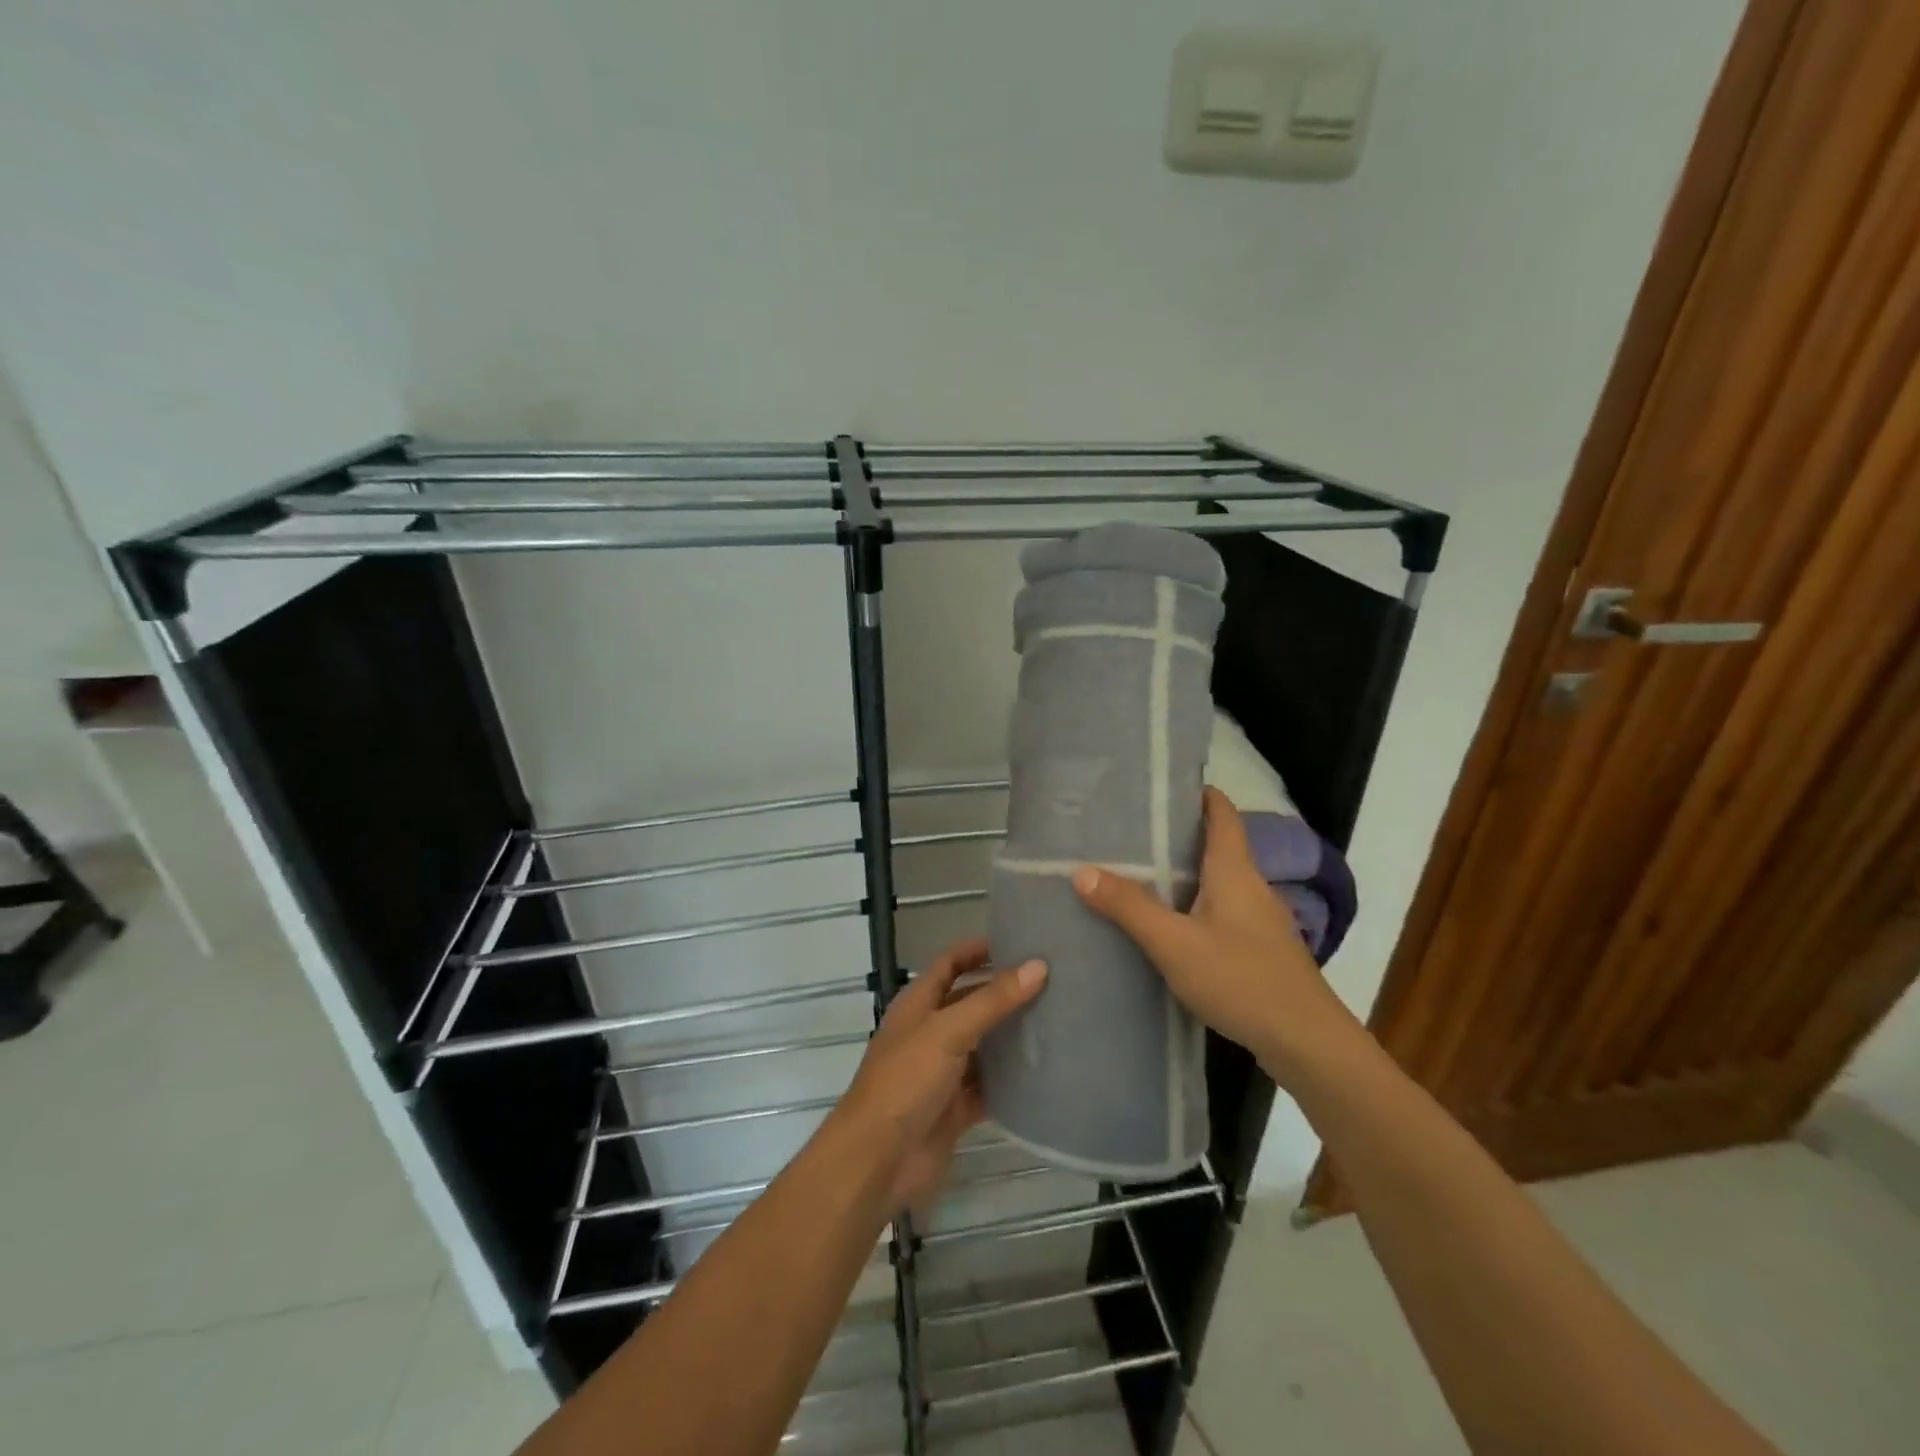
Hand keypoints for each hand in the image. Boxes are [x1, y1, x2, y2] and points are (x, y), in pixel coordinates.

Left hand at [834, 938, 1046, 1214]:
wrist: (878, 1162)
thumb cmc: (905, 1082)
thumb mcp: (948, 1031)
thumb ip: (992, 1000)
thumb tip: (1039, 965)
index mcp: (918, 1005)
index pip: (949, 964)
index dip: (977, 950)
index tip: (1018, 940)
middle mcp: (930, 1033)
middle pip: (970, 1003)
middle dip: (1004, 992)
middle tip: (1051, 981)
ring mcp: (942, 1073)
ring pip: (983, 1046)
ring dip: (1011, 1037)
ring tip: (1057, 1020)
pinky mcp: (955, 1109)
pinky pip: (988, 1088)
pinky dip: (1011, 1081)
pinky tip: (1045, 1073)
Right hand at [1073, 788, 1360, 1085]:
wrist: (1307, 1044)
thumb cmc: (1242, 980)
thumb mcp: (1174, 944)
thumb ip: (1129, 907)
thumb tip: (1082, 870)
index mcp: (1234, 870)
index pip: (1221, 812)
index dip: (1196, 792)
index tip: (1159, 786)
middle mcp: (1251, 886)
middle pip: (1216, 844)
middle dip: (1176, 835)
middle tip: (1128, 833)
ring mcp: (1259, 920)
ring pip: (1217, 881)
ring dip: (1183, 874)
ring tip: (1137, 876)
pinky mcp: (1260, 950)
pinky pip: (1221, 912)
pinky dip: (1193, 906)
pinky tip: (1168, 927)